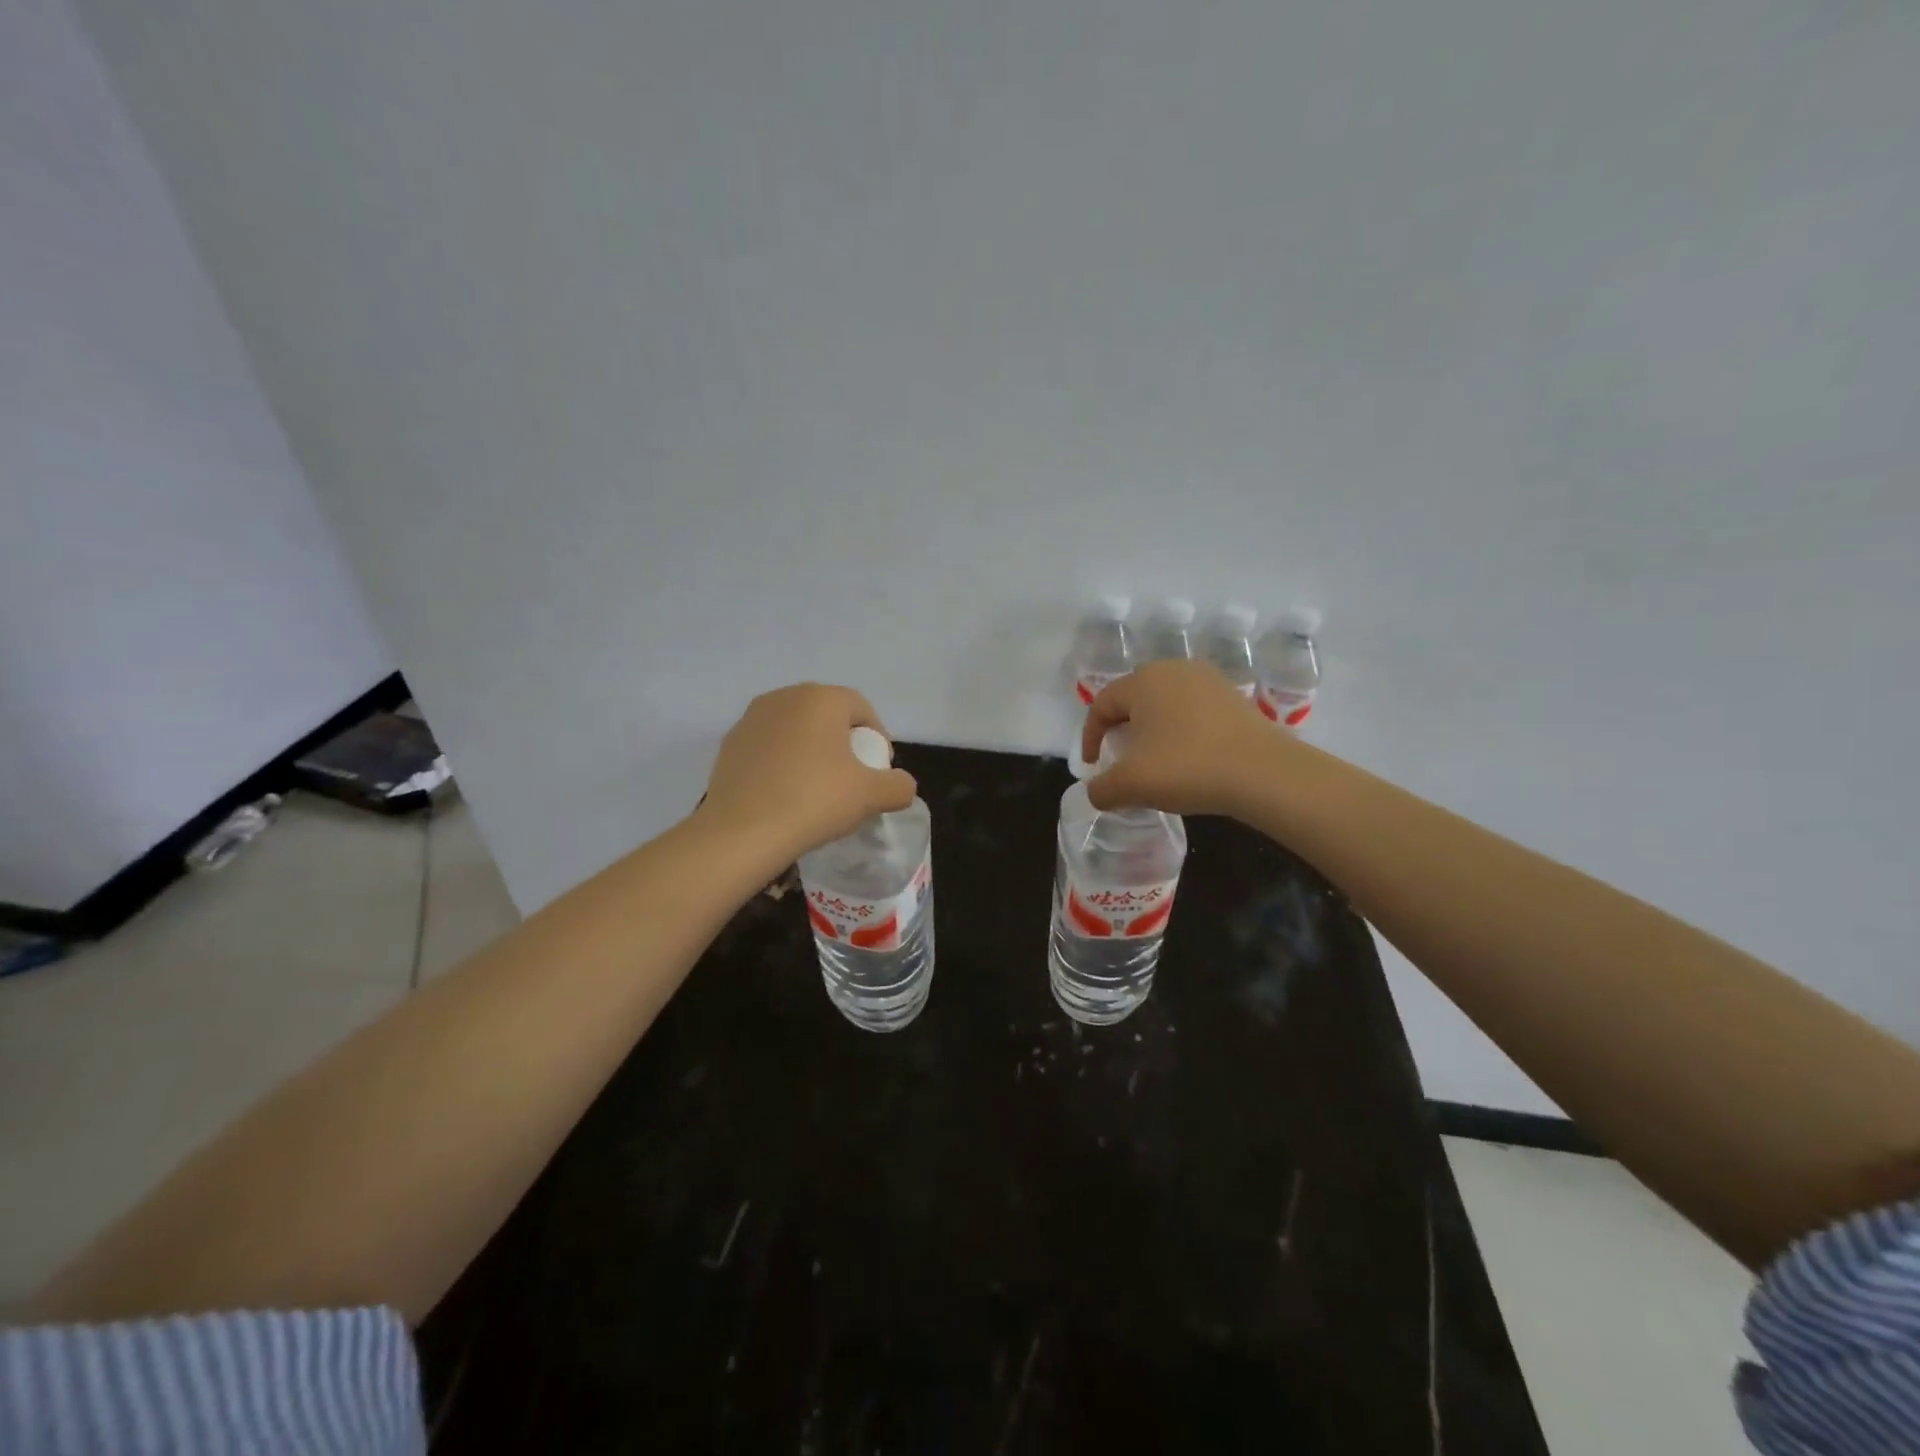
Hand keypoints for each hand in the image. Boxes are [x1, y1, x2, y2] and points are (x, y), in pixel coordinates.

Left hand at [699, 684, 917, 859]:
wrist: (742, 832)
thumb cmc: (814, 801)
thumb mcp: (872, 796)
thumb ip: (899, 786)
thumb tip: (901, 785)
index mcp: (821, 698)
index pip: (861, 708)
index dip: (877, 737)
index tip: (878, 770)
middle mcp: (784, 697)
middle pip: (827, 714)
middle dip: (843, 741)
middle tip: (851, 777)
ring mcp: (751, 718)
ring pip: (795, 728)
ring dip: (811, 749)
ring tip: (816, 786)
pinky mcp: (729, 743)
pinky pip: (768, 745)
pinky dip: (782, 761)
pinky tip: (784, 793)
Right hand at [1082, 660, 1285, 815]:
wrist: (1263, 773)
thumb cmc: (1186, 768)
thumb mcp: (1130, 785)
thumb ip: (1102, 789)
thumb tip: (1096, 793)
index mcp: (1143, 681)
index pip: (1102, 704)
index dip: (1090, 736)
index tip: (1093, 765)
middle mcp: (1173, 669)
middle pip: (1134, 698)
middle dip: (1121, 728)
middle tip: (1121, 758)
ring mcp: (1208, 680)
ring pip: (1165, 703)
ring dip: (1153, 729)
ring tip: (1155, 759)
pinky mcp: (1233, 697)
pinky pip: (1193, 710)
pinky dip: (1181, 730)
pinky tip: (1188, 757)